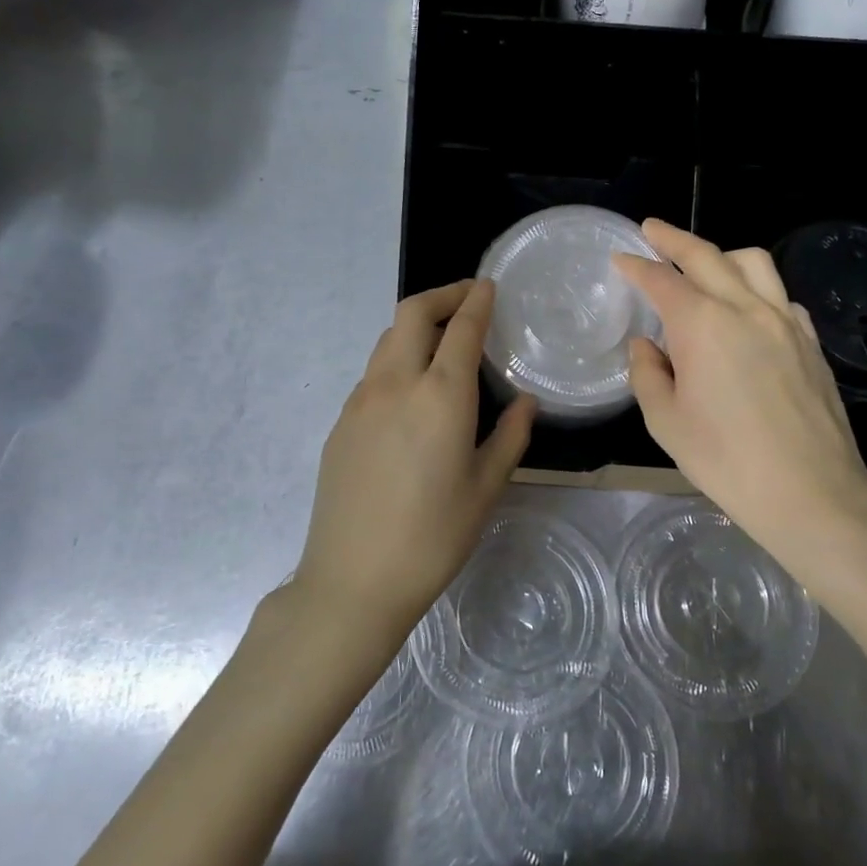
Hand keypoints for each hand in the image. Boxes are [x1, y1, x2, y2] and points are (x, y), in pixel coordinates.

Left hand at [294, 280, 535, 647]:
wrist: (353, 580)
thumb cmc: (433, 536)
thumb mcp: (486, 488)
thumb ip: (509, 436)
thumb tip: (525, 402)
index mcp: (441, 395)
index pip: (461, 326)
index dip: (477, 299)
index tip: (489, 286)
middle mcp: (396, 383)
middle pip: (412, 313)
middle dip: (442, 295)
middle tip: (467, 301)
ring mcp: (361, 400)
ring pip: (387, 339)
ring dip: (416, 327)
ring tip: (442, 344)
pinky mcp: (341, 423)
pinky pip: (373, 373)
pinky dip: (397, 361)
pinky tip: (412, 394)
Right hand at [613, 220, 866, 586]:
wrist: (812, 493)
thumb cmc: (726, 461)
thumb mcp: (666, 423)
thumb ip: (648, 374)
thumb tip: (647, 346)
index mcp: (703, 325)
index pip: (662, 280)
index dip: (637, 265)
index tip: (620, 257)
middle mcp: (745, 309)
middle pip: (706, 255)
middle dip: (673, 239)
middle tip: (652, 230)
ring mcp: (785, 321)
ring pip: (753, 263)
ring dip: (721, 254)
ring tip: (704, 264)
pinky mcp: (810, 341)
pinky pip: (780, 295)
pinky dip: (757, 288)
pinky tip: (748, 310)